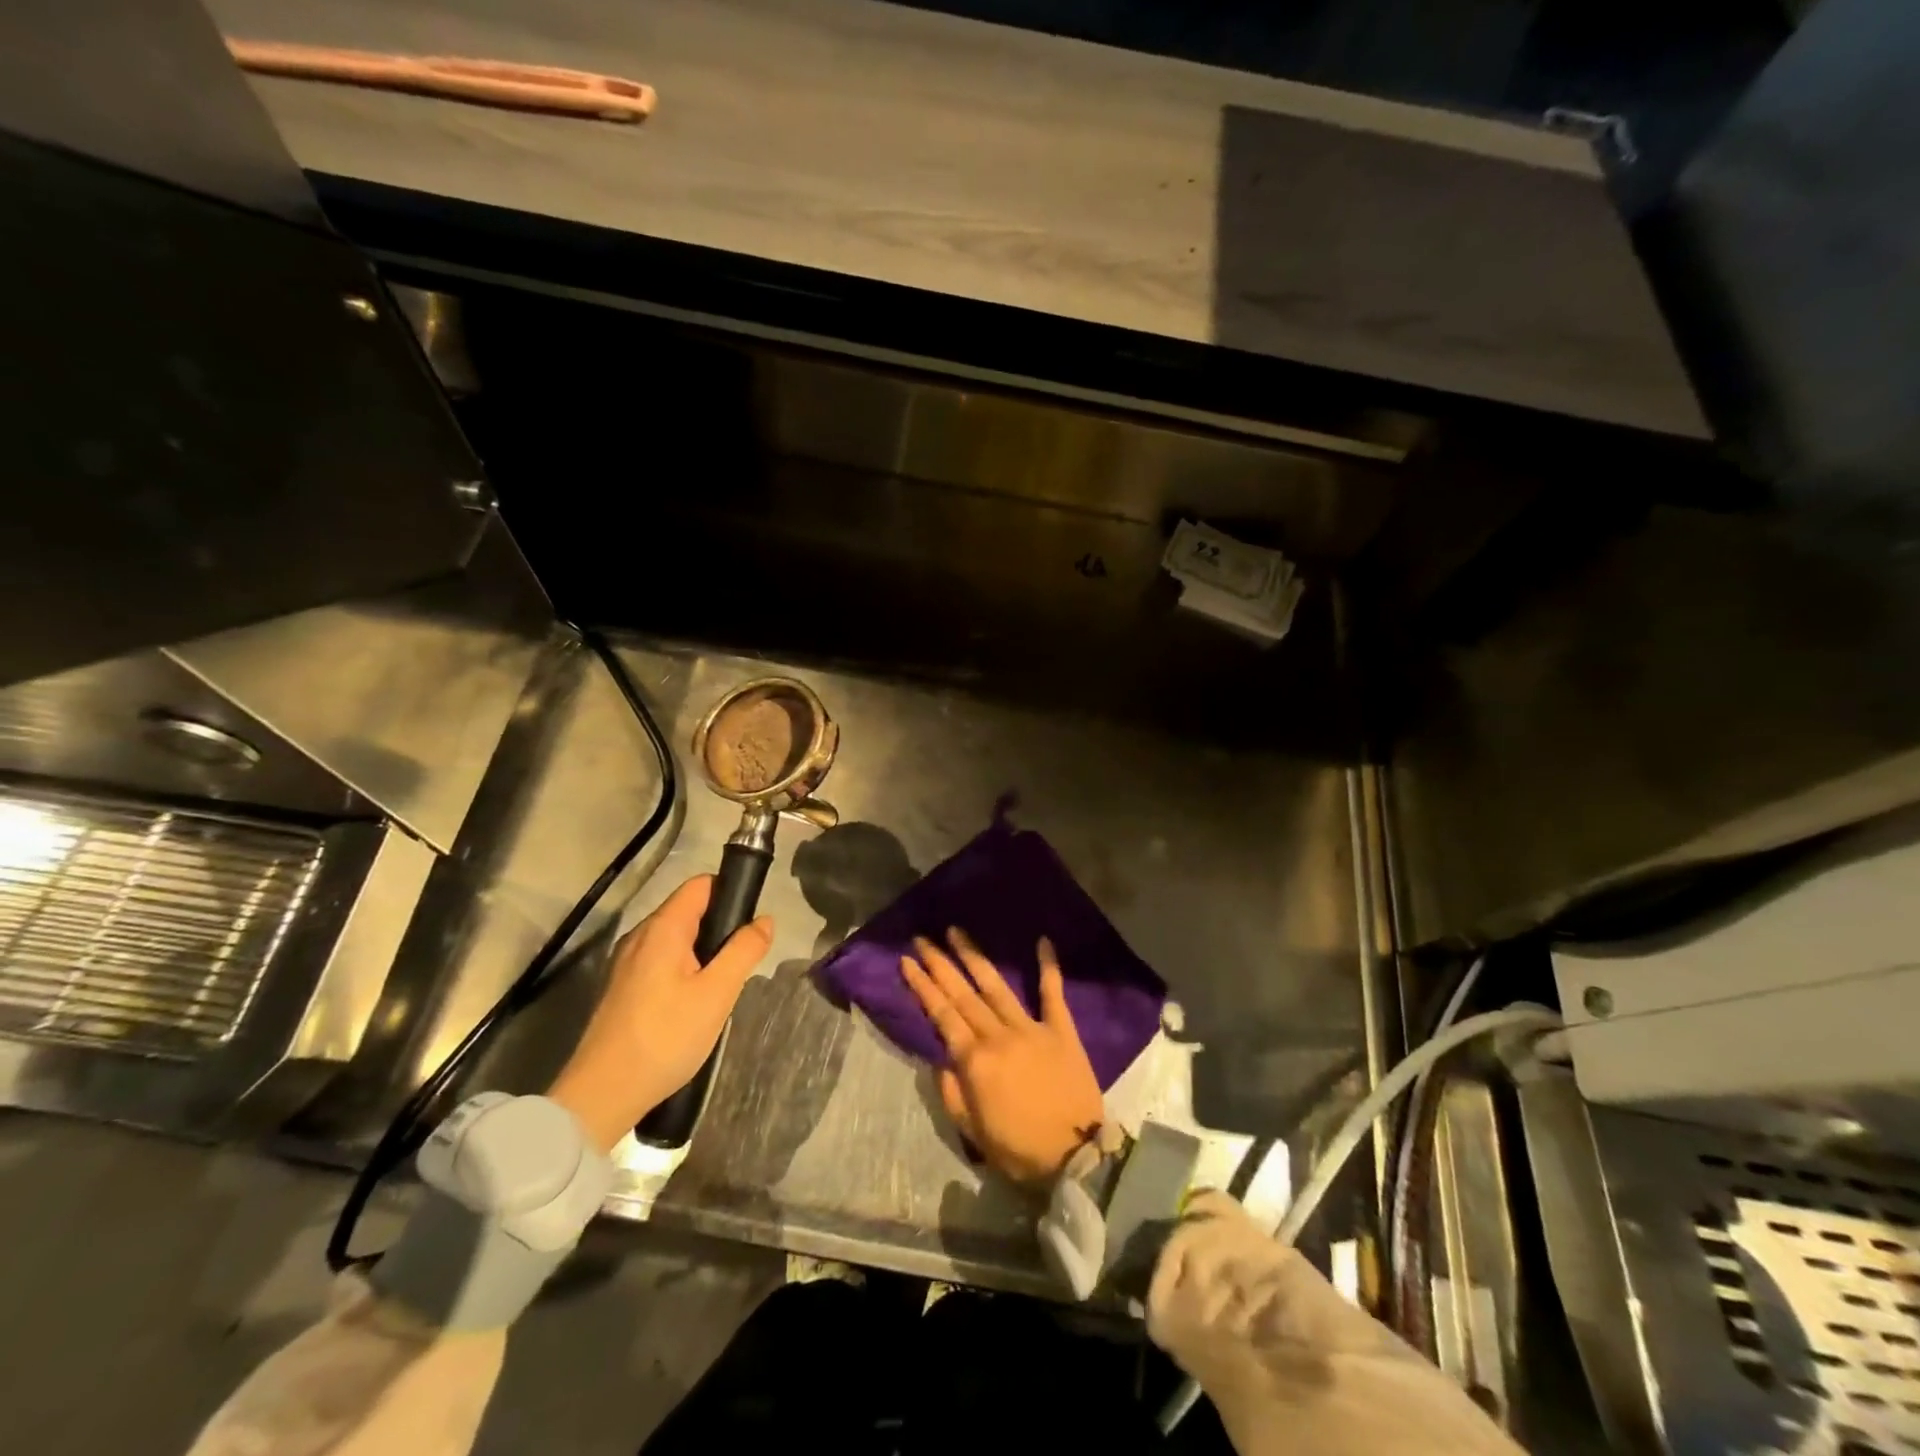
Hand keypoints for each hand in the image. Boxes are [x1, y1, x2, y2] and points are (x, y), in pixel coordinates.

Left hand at [548, 875, 772, 1151]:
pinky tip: (693, 1004)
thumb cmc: (666, 1037)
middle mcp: (640, 936)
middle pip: (688, 911)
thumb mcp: (717, 993)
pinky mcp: (621, 988)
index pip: (701, 885)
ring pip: (675, 940)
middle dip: (720, 928)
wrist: (603, 1094)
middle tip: (741, 963)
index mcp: (663, 929)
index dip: (731, 892)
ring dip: (703, 953)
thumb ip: (744, 950)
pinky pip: (661, 962)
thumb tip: (764, 920)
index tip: (751, 923)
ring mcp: (626, 963)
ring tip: (721, 986)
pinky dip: (683, 971)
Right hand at [901, 928, 1103, 1186]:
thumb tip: (939, 1057)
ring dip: (974, 957)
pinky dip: (1048, 966)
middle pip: (963, 994)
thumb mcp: (972, 1131)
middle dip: (940, 964)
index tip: (907, 961)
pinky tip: (1042, 940)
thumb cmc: (1019, 1150)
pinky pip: (1053, 993)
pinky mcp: (1061, 1030)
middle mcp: (998, 1035)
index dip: (922, 986)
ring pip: (996, 986)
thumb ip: (951, 1091)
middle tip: (923, 938)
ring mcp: (1030, 1028)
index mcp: (974, 1060)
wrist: (1076, 1156)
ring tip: (957, 932)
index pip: (942, 1015)